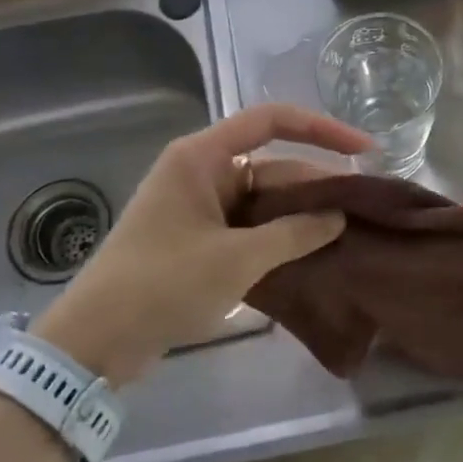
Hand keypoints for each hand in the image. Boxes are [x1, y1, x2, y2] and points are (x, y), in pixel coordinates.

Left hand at [33, 104, 368, 382]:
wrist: (97, 340)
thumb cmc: (163, 283)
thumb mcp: (236, 259)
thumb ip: (293, 233)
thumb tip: (339, 217)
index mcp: (202, 156)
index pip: (271, 121)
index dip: (322, 129)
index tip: (364, 150)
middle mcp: (202, 171)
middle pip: (271, 165)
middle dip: (317, 185)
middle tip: (365, 208)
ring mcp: (200, 206)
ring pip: (263, 200)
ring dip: (300, 215)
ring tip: (350, 232)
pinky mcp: (199, 238)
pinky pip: (249, 226)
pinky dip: (278, 237)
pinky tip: (313, 253)